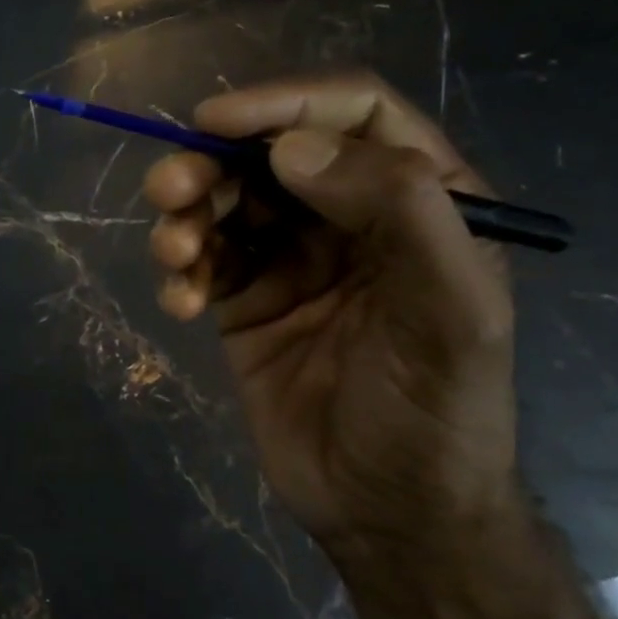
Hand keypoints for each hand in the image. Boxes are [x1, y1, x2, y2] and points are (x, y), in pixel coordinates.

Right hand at [144, 73, 516, 550]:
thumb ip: (399, 213)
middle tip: (168, 190)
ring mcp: (293, 257)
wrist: (387, 516)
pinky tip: (179, 304)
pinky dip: (182, 271)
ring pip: (225, 202)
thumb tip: (292, 149)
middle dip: (213, 163)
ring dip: (187, 215)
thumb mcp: (449, 314)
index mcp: (419, 198)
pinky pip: (203, 259)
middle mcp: (352, 216)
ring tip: (174, 254)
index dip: (283, 103)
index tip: (216, 122)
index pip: (352, 114)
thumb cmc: (436, 413)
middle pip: (270, 154)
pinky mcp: (247, 299)